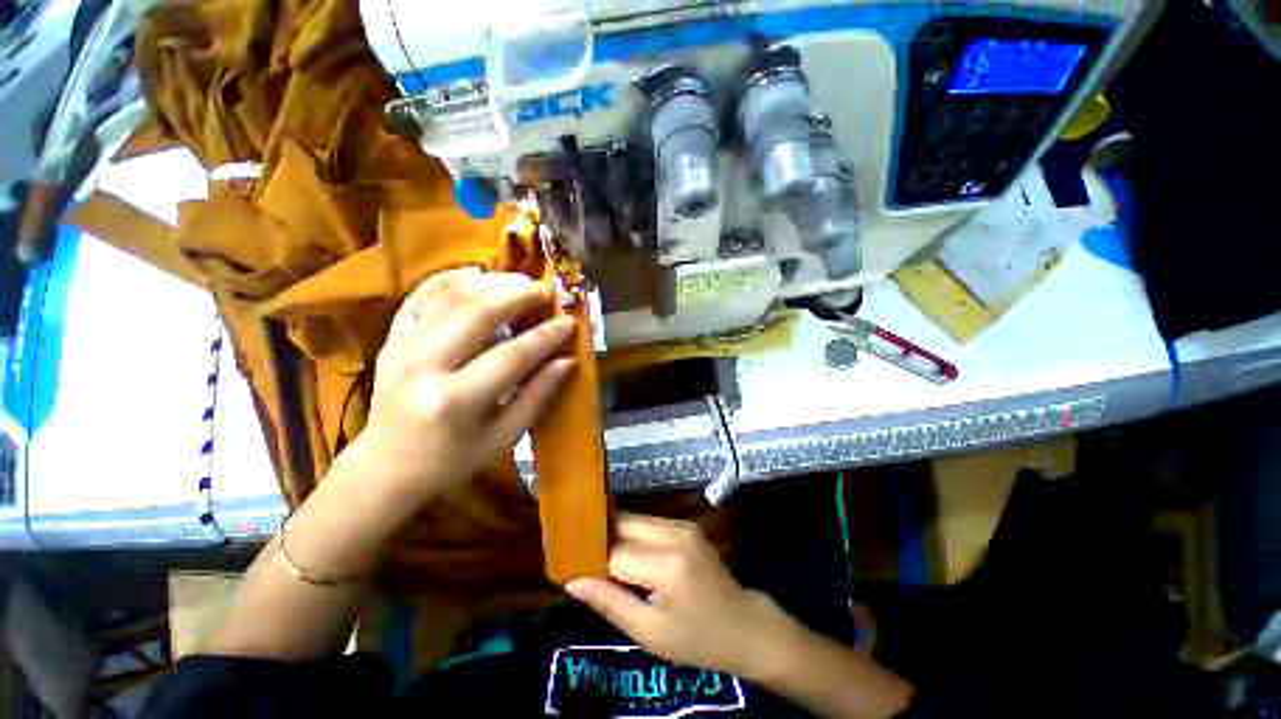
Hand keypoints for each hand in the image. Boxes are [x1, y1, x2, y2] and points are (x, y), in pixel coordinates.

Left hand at [343, 267, 575, 511]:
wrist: (386, 465)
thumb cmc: (452, 459)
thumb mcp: (503, 438)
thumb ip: (536, 396)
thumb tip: (567, 361)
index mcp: (456, 401)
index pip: (512, 355)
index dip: (546, 335)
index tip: (569, 322)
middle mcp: (425, 366)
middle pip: (478, 312)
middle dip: (518, 295)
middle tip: (545, 291)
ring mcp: (401, 346)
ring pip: (451, 296)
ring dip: (491, 283)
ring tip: (520, 282)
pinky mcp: (391, 337)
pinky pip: (421, 295)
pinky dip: (450, 279)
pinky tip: (477, 275)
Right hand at [566, 513, 798, 679]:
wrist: (744, 625)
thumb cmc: (697, 639)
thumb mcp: (649, 633)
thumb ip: (609, 603)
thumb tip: (572, 581)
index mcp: (667, 565)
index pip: (614, 552)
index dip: (591, 559)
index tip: (572, 568)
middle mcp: (674, 533)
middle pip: (623, 524)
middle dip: (601, 539)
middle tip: (582, 559)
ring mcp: (682, 525)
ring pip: (634, 519)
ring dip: (616, 535)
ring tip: (601, 557)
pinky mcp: (686, 524)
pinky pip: (648, 523)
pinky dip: (632, 534)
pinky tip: (627, 553)